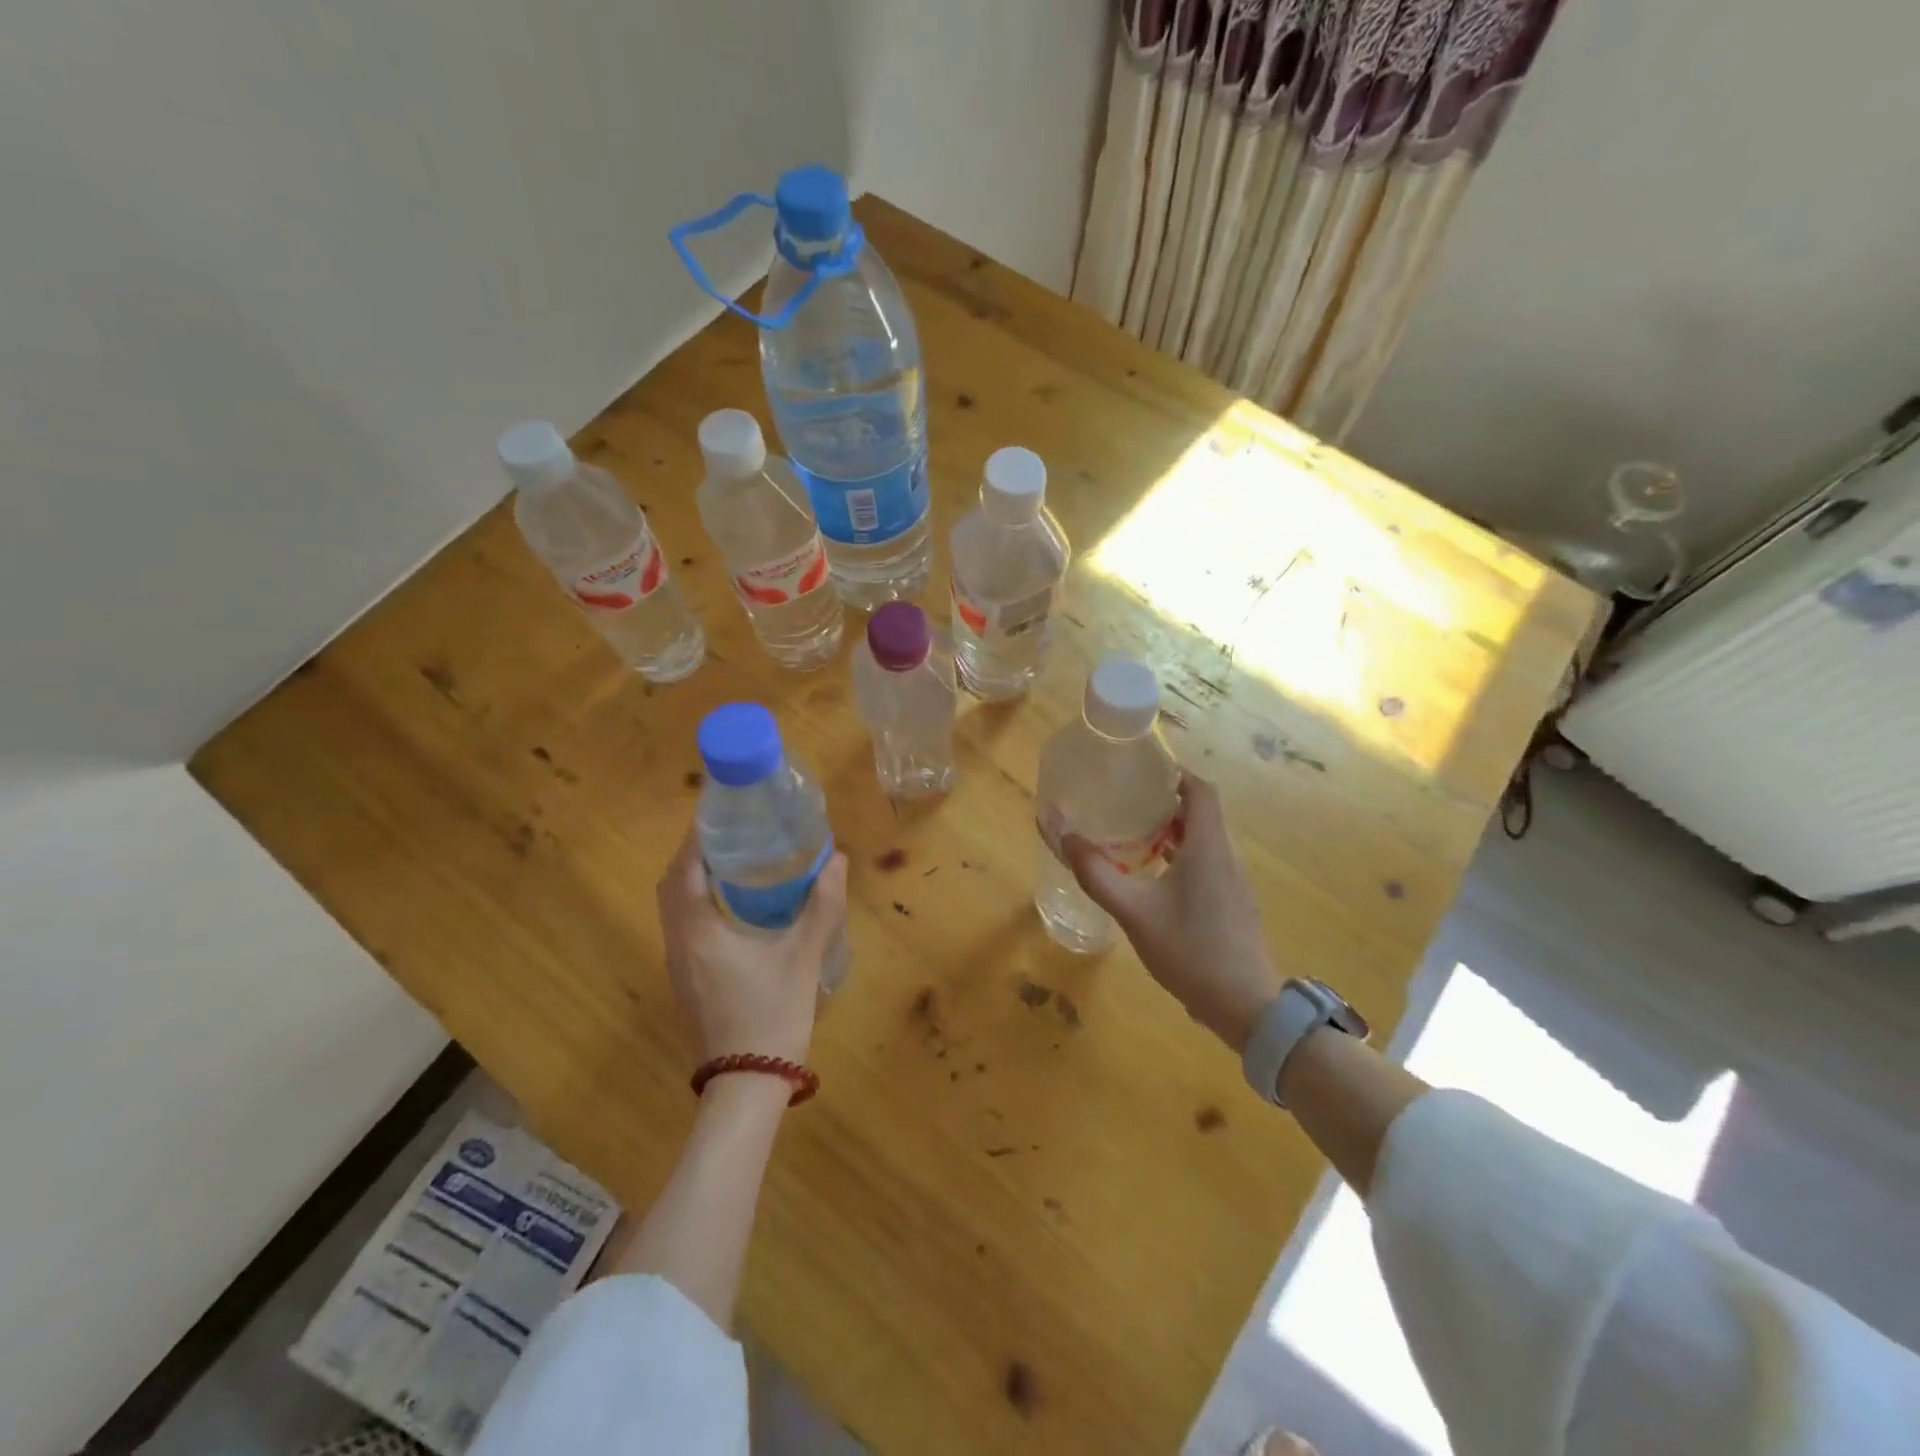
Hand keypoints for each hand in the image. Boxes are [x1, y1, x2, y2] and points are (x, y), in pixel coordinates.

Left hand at [655, 824, 849, 1068]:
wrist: (749, 1083)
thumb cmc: (772, 1013)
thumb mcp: (804, 956)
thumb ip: (822, 906)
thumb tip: (838, 860)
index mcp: (699, 931)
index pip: (684, 870)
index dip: (697, 838)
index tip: (720, 813)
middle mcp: (678, 943)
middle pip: (673, 885)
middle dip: (695, 855)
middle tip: (733, 835)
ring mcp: (678, 966)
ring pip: (674, 908)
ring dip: (695, 880)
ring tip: (735, 862)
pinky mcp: (686, 981)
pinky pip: (683, 927)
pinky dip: (698, 904)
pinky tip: (734, 907)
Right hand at [1065, 772, 1280, 1051]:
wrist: (1245, 1005)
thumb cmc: (1190, 949)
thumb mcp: (1134, 911)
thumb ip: (1096, 873)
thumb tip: (1064, 834)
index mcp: (1208, 846)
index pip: (1200, 789)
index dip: (1173, 773)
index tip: (1139, 771)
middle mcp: (1226, 854)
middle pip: (1200, 811)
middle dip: (1163, 801)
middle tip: (1123, 801)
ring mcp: (1233, 880)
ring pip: (1202, 839)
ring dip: (1170, 830)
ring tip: (1131, 834)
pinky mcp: (1232, 902)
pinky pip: (1206, 862)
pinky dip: (1180, 855)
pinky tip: (1152, 876)